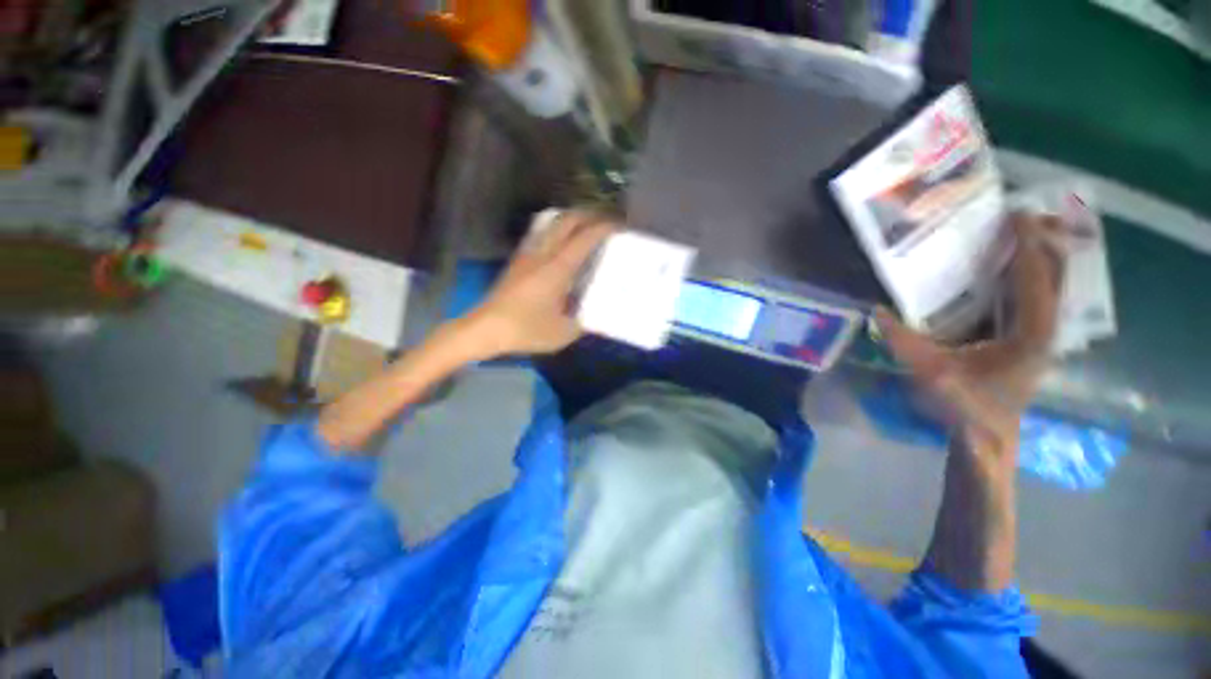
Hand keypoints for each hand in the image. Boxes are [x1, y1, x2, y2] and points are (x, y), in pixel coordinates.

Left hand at [462, 210, 616, 358]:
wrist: (486, 328)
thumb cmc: (526, 330)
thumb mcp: (563, 333)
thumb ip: (584, 322)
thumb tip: (595, 315)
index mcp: (557, 268)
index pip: (584, 238)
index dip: (604, 228)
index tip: (619, 227)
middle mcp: (543, 254)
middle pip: (567, 220)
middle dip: (589, 215)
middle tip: (606, 221)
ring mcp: (528, 254)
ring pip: (552, 223)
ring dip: (572, 220)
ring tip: (587, 228)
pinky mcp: (519, 260)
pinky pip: (542, 234)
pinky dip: (557, 230)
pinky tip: (563, 244)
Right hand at [875, 213, 1064, 462]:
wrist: (987, 437)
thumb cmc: (964, 406)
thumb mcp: (930, 372)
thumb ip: (904, 341)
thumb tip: (875, 310)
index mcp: (1031, 333)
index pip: (1035, 277)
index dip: (1027, 243)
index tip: (1016, 213)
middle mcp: (1046, 329)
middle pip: (1055, 274)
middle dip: (1042, 241)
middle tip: (1020, 215)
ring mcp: (1043, 335)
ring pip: (1051, 285)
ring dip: (1039, 256)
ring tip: (1019, 232)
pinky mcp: (1032, 340)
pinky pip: (1039, 297)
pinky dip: (1031, 275)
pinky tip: (1011, 268)